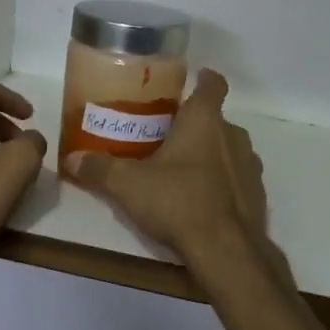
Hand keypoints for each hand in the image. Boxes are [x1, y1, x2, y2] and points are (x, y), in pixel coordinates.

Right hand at [64, 70, 290, 294]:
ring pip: (228, 148)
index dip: (204, 79)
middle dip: (194, 125)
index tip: (192, 80)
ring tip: (182, 171)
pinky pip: (237, 178)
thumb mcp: (129, 185)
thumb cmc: (178, 201)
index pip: (213, 84)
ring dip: (210, 154)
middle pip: (216, 119)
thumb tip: (71, 159)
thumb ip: (100, 169)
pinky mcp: (257, 194)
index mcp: (205, 120)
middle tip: (166, 137)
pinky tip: (201, 200)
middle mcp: (233, 135)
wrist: (226, 250)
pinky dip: (222, 182)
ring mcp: (250, 165)